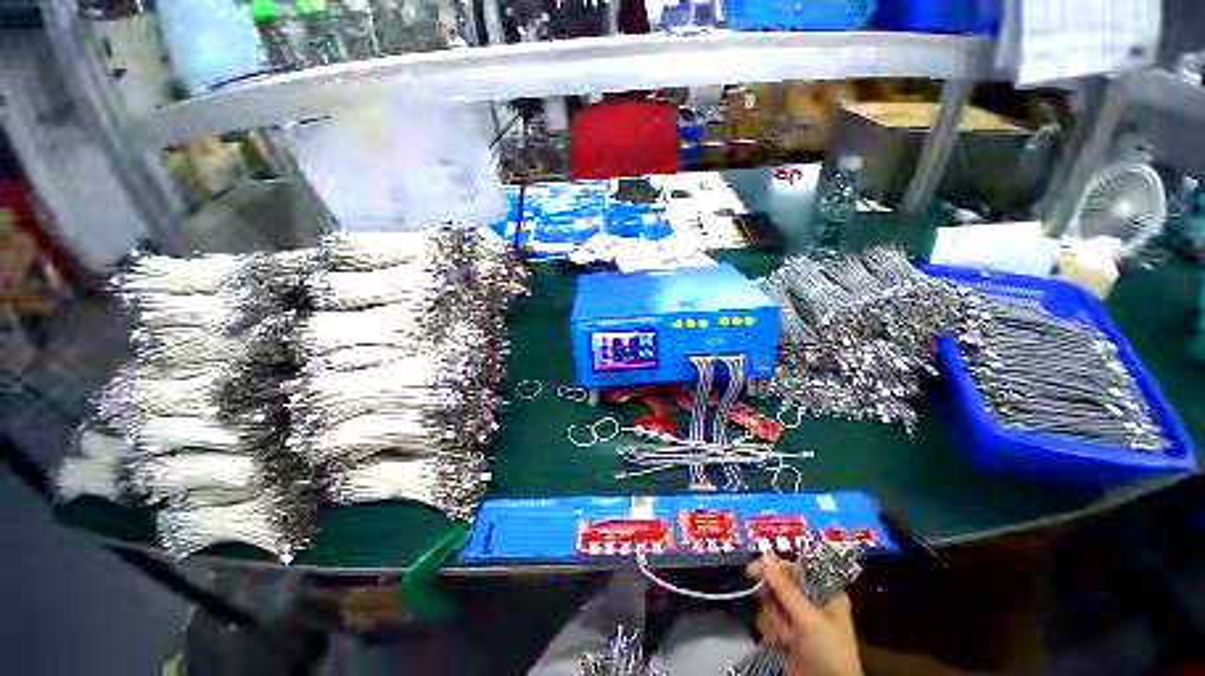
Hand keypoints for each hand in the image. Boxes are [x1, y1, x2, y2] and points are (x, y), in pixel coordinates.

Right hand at [746, 551, 861, 675]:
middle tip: (771, 607)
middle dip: (774, 600)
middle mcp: (811, 602)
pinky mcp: (786, 635)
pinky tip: (780, 642)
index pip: (795, 568)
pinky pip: (768, 620)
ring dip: (774, 620)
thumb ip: (784, 587)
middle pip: (779, 585)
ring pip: (771, 603)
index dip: (775, 567)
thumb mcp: (809, 618)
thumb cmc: (829, 652)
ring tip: (787, 637)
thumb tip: (765, 554)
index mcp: (825, 593)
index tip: (754, 569)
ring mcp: (797, 619)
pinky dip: (770, 631)